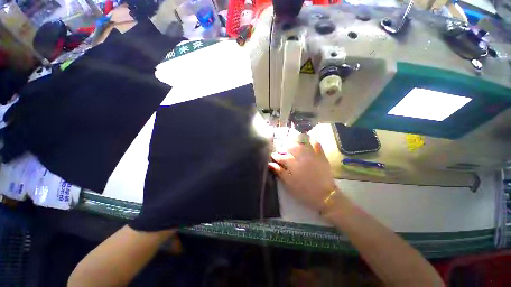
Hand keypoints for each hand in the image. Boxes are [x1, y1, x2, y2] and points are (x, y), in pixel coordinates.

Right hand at [269, 140, 335, 210]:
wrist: (325, 195)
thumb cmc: (304, 191)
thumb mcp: (289, 184)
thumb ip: (280, 172)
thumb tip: (270, 164)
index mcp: (293, 164)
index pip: (282, 157)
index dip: (276, 156)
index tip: (273, 155)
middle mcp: (302, 156)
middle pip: (290, 148)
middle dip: (284, 148)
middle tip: (281, 150)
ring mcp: (312, 155)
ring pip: (302, 144)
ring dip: (295, 143)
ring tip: (291, 145)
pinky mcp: (321, 156)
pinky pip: (316, 144)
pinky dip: (311, 141)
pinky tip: (307, 141)